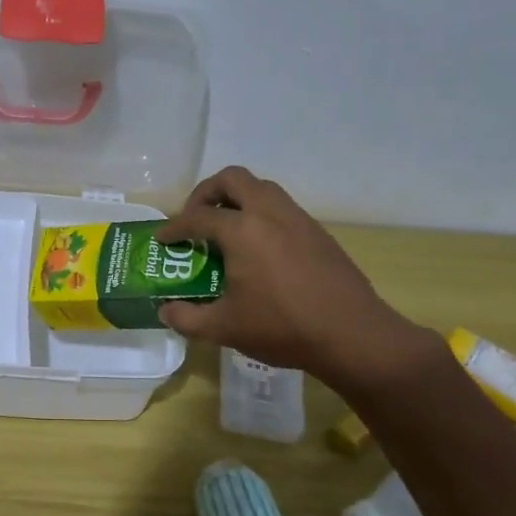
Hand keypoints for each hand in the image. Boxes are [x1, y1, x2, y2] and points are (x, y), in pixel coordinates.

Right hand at [155, 166, 434, 390]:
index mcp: (242, 231)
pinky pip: (281, 208)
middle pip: (232, 179)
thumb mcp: (224, 328)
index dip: (174, 227)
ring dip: (237, 199)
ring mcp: (298, 219)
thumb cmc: (282, 328)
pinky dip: (261, 215)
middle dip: (206, 193)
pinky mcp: (318, 233)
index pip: (197, 217)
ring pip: (262, 188)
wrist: (352, 335)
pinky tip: (258, 249)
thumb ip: (186, 318)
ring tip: (226, 229)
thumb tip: (166, 311)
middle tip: (195, 218)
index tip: (163, 240)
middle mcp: (269, 213)